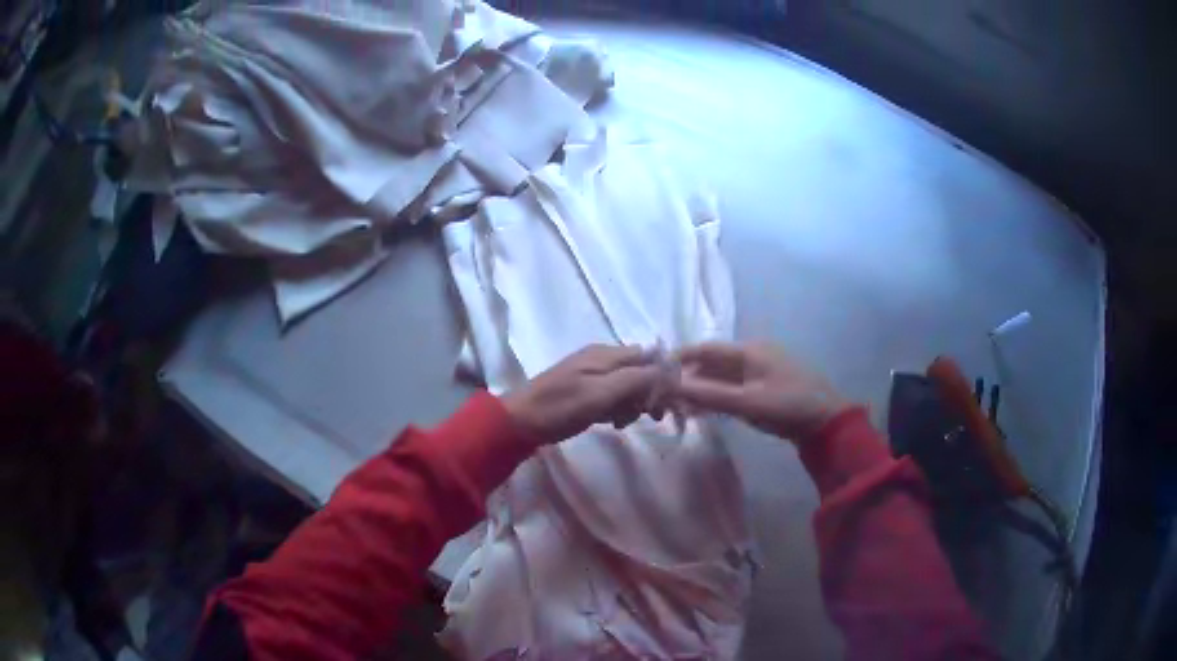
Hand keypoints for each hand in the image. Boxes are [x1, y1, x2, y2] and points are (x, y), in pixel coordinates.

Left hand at [502, 344, 664, 444]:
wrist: (520, 421)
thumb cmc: (561, 407)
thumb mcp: (601, 394)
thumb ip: (635, 380)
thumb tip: (668, 372)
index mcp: (606, 354)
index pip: (649, 357)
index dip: (662, 377)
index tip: (665, 403)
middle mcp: (602, 359)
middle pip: (640, 371)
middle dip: (648, 393)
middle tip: (649, 417)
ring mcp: (592, 375)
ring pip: (628, 385)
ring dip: (634, 403)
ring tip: (624, 423)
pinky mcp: (585, 391)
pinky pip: (613, 395)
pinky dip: (619, 408)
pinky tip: (613, 423)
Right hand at [673, 342, 852, 444]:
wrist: (827, 423)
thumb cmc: (788, 406)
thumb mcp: (748, 402)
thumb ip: (709, 395)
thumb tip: (671, 387)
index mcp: (749, 350)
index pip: (706, 349)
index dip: (680, 359)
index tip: (656, 373)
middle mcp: (751, 356)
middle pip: (711, 364)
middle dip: (687, 378)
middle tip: (664, 396)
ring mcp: (758, 374)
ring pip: (720, 378)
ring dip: (700, 391)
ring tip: (677, 408)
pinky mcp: (762, 390)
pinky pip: (731, 390)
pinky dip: (715, 398)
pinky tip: (701, 411)